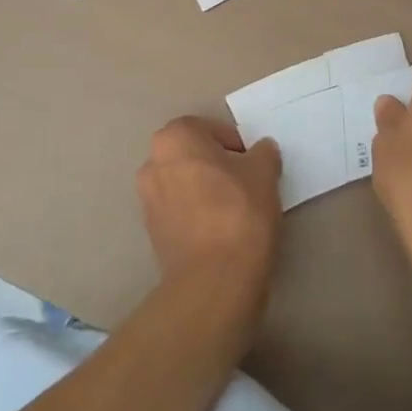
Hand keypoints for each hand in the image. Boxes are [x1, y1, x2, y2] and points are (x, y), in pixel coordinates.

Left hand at [136, 116, 281, 312]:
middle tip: (245, 184)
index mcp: (175, 137)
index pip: (210, 129)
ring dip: (205, 190)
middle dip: (217, 165)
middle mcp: (153, 162)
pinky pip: (179, 212)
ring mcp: (148, 199)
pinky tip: (220, 232)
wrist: (214, 280)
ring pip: (184, 183)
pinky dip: (197, 215)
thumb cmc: (239, 211)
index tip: (253, 165)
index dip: (236, 145)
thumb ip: (263, 153)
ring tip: (235, 211)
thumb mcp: (264, 172)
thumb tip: (261, 151)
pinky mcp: (151, 233)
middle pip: (193, 155)